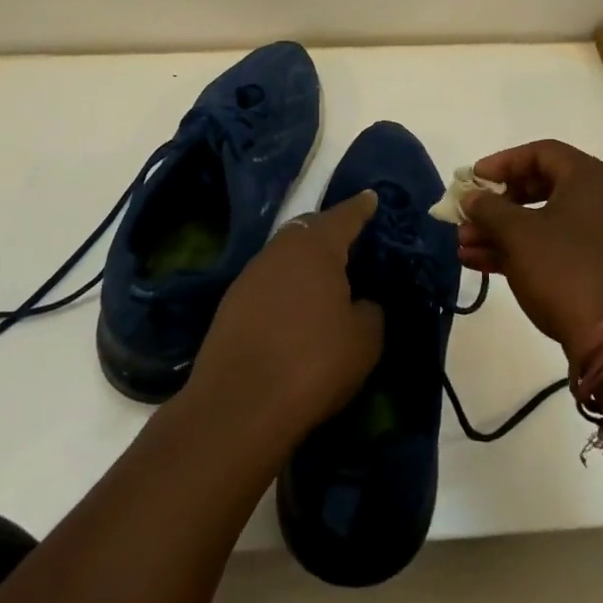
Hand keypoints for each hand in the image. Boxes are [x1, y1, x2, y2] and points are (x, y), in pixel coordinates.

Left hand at [185, 191, 383, 447]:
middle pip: (309, 230)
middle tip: (350, 240)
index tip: (371, 197)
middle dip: (330, 231)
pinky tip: (295, 308)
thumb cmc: (312, 362)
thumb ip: (370, 311)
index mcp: (316, 247)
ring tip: (325, 278)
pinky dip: (286, 286)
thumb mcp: (364, 340)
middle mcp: (280, 250)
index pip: (344, 216)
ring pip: (285, 255)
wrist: (238, 404)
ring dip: (305, 261)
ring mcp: (250, 275)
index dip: (361, 208)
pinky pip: (268, 281)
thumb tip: (362, 302)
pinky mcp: (231, 303)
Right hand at [457, 140, 602, 356]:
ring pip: (541, 221)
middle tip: (467, 214)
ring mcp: (600, 236)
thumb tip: (471, 196)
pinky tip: (480, 263)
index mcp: (588, 178)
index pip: (540, 152)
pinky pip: (551, 248)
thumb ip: (488, 208)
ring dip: (500, 231)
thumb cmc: (564, 269)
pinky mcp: (595, 268)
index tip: (473, 179)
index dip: (502, 162)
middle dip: (496, 203)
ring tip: (463, 245)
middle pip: (539, 187)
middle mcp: (599, 200)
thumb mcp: (517, 234)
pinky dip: (518, 251)